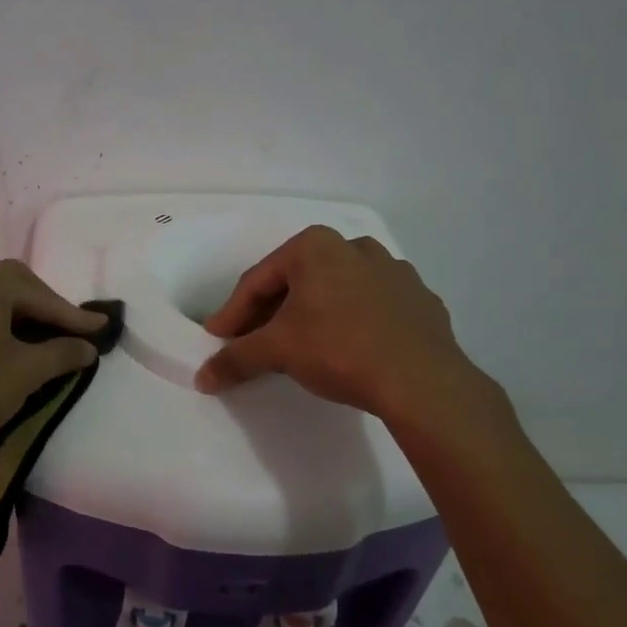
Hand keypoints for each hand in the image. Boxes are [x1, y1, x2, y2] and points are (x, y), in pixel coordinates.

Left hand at [0, 259, 106, 463]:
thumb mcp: (26, 372)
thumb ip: (62, 353)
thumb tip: (87, 347)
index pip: (41, 295)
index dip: (72, 316)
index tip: (100, 329)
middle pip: (12, 286)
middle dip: (42, 308)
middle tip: (67, 331)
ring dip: (14, 314)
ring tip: (35, 338)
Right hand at [195, 226, 507, 430]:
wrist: (423, 381)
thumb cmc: (339, 350)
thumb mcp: (278, 351)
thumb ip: (236, 358)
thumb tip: (203, 377)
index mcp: (315, 246)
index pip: (258, 281)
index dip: (232, 313)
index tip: (218, 338)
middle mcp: (354, 246)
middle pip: (297, 282)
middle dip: (270, 313)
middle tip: (253, 342)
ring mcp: (393, 270)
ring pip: (336, 291)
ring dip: (312, 314)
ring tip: (300, 346)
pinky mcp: (419, 299)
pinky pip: (371, 306)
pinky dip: (351, 322)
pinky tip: (347, 349)